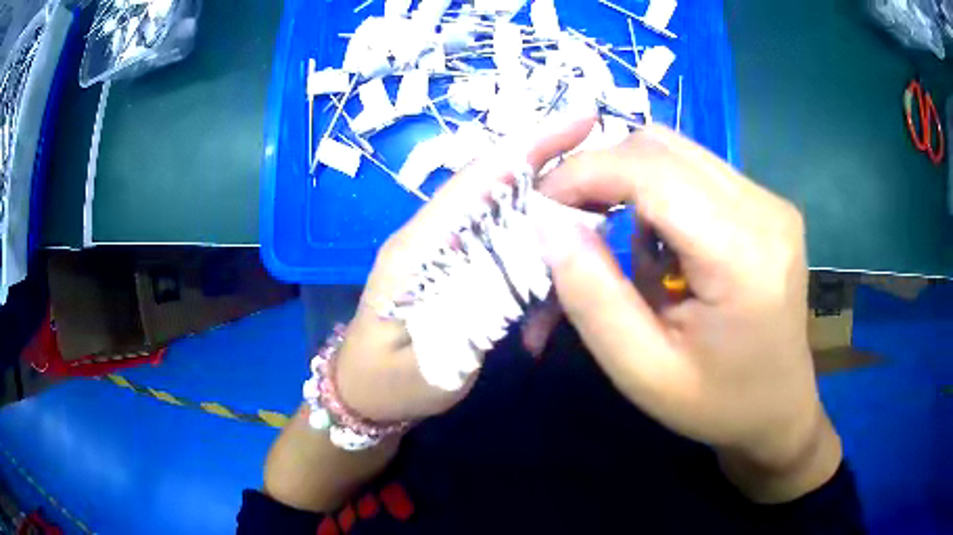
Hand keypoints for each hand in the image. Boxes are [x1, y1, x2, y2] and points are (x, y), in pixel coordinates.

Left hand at [334, 115, 598, 422]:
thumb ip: (480, 309)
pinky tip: (553, 284)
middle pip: (497, 184)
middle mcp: (432, 234)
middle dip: (553, 167)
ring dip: (550, 217)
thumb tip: (534, 262)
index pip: (479, 180)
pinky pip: (500, 242)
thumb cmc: (391, 385)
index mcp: (419, 248)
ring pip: (505, 211)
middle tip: (608, 173)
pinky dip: (534, 252)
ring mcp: (442, 248)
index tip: (584, 119)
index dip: (531, 144)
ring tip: (592, 230)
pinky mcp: (453, 265)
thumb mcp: (436, 363)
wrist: (362, 394)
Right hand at [537, 126, 841, 502]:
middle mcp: (765, 211)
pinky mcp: (769, 205)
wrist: (779, 409)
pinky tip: (662, 242)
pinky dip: (660, 192)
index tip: (541, 203)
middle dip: (602, 171)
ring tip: (617, 237)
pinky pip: (697, 171)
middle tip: (570, 219)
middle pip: (663, 147)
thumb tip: (550, 225)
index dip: (585, 173)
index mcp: (744, 257)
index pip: (652, 172)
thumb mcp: (642, 371)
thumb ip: (593, 298)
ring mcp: (771, 202)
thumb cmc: (716, 405)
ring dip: (630, 181)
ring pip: (678, 151)